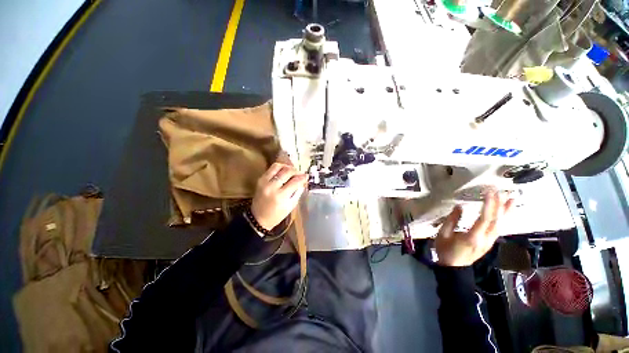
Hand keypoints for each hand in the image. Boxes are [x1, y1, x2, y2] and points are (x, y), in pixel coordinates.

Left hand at [251, 163, 307, 229]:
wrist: (258, 218)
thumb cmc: (277, 215)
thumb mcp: (291, 206)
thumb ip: (298, 192)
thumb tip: (303, 181)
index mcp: (281, 196)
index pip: (295, 181)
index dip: (303, 177)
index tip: (307, 176)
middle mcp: (272, 187)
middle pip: (287, 171)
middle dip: (296, 171)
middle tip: (300, 173)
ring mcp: (264, 182)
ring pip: (278, 166)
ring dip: (287, 167)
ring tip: (292, 171)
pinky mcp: (260, 179)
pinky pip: (271, 169)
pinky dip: (279, 168)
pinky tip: (284, 171)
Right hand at [435, 191, 513, 266]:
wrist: (454, 267)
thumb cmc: (446, 250)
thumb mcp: (443, 234)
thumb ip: (452, 220)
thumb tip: (459, 207)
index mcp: (473, 237)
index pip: (485, 218)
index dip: (488, 204)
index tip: (488, 192)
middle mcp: (485, 239)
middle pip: (496, 221)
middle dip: (499, 205)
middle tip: (500, 191)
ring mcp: (489, 242)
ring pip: (501, 225)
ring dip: (506, 211)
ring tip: (511, 199)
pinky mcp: (489, 242)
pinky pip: (499, 228)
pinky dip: (503, 219)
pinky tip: (505, 213)